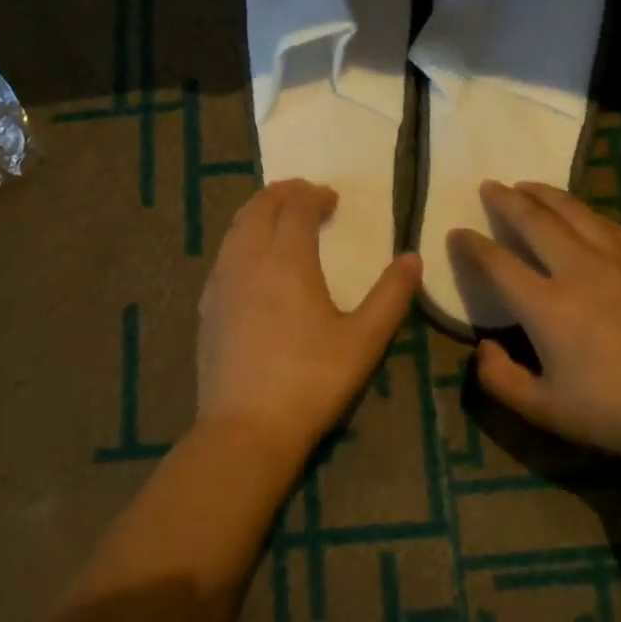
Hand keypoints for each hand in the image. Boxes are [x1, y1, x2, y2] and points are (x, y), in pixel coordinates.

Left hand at [198, 180, 421, 465]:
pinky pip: (223, 254)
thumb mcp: (364, 340)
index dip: (314, 196)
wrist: (246, 428)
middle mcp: (249, 260)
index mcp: (288, 260)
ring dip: (258, 211)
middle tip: (304, 194)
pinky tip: (251, 258)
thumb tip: (412, 258)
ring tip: (278, 216)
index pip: (297, 208)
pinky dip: (241, 238)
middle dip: (283, 193)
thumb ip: (391, 295)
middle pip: (259, 207)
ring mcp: (222, 283)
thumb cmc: (312, 381)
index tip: (332, 199)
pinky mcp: (208, 306)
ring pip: (236, 227)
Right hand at [453, 181, 620, 471]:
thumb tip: (483, 347)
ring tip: (528, 186)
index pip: (497, 262)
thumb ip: (500, 378)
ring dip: (545, 194)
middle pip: (534, 220)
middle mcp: (578, 269)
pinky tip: (583, 214)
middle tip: (490, 186)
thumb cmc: (612, 410)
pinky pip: (610, 224)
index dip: (471, 245)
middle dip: (506, 200)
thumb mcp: (543, 409)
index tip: (457, 232)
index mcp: (546, 305)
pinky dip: (586, 213)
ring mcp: (618, 260)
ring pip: (574, 211)